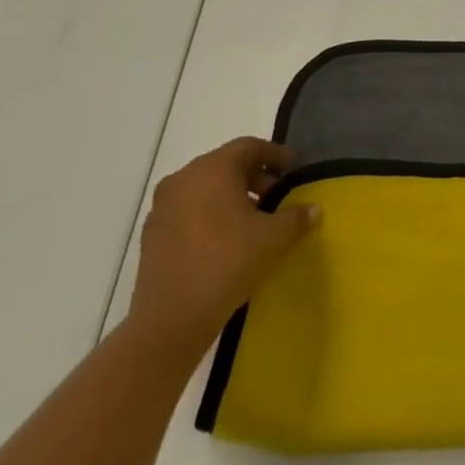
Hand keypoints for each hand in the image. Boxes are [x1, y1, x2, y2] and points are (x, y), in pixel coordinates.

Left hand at [128, 137, 320, 349]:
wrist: (172, 317)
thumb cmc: (228, 262)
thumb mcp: (274, 237)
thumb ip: (296, 216)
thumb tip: (312, 208)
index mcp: (212, 170)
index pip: (249, 146)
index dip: (276, 153)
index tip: (295, 167)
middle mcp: (183, 180)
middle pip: (225, 165)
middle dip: (255, 176)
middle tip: (278, 196)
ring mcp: (162, 207)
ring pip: (205, 187)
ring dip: (232, 195)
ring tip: (254, 219)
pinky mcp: (152, 234)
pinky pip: (188, 209)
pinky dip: (210, 213)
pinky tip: (227, 238)